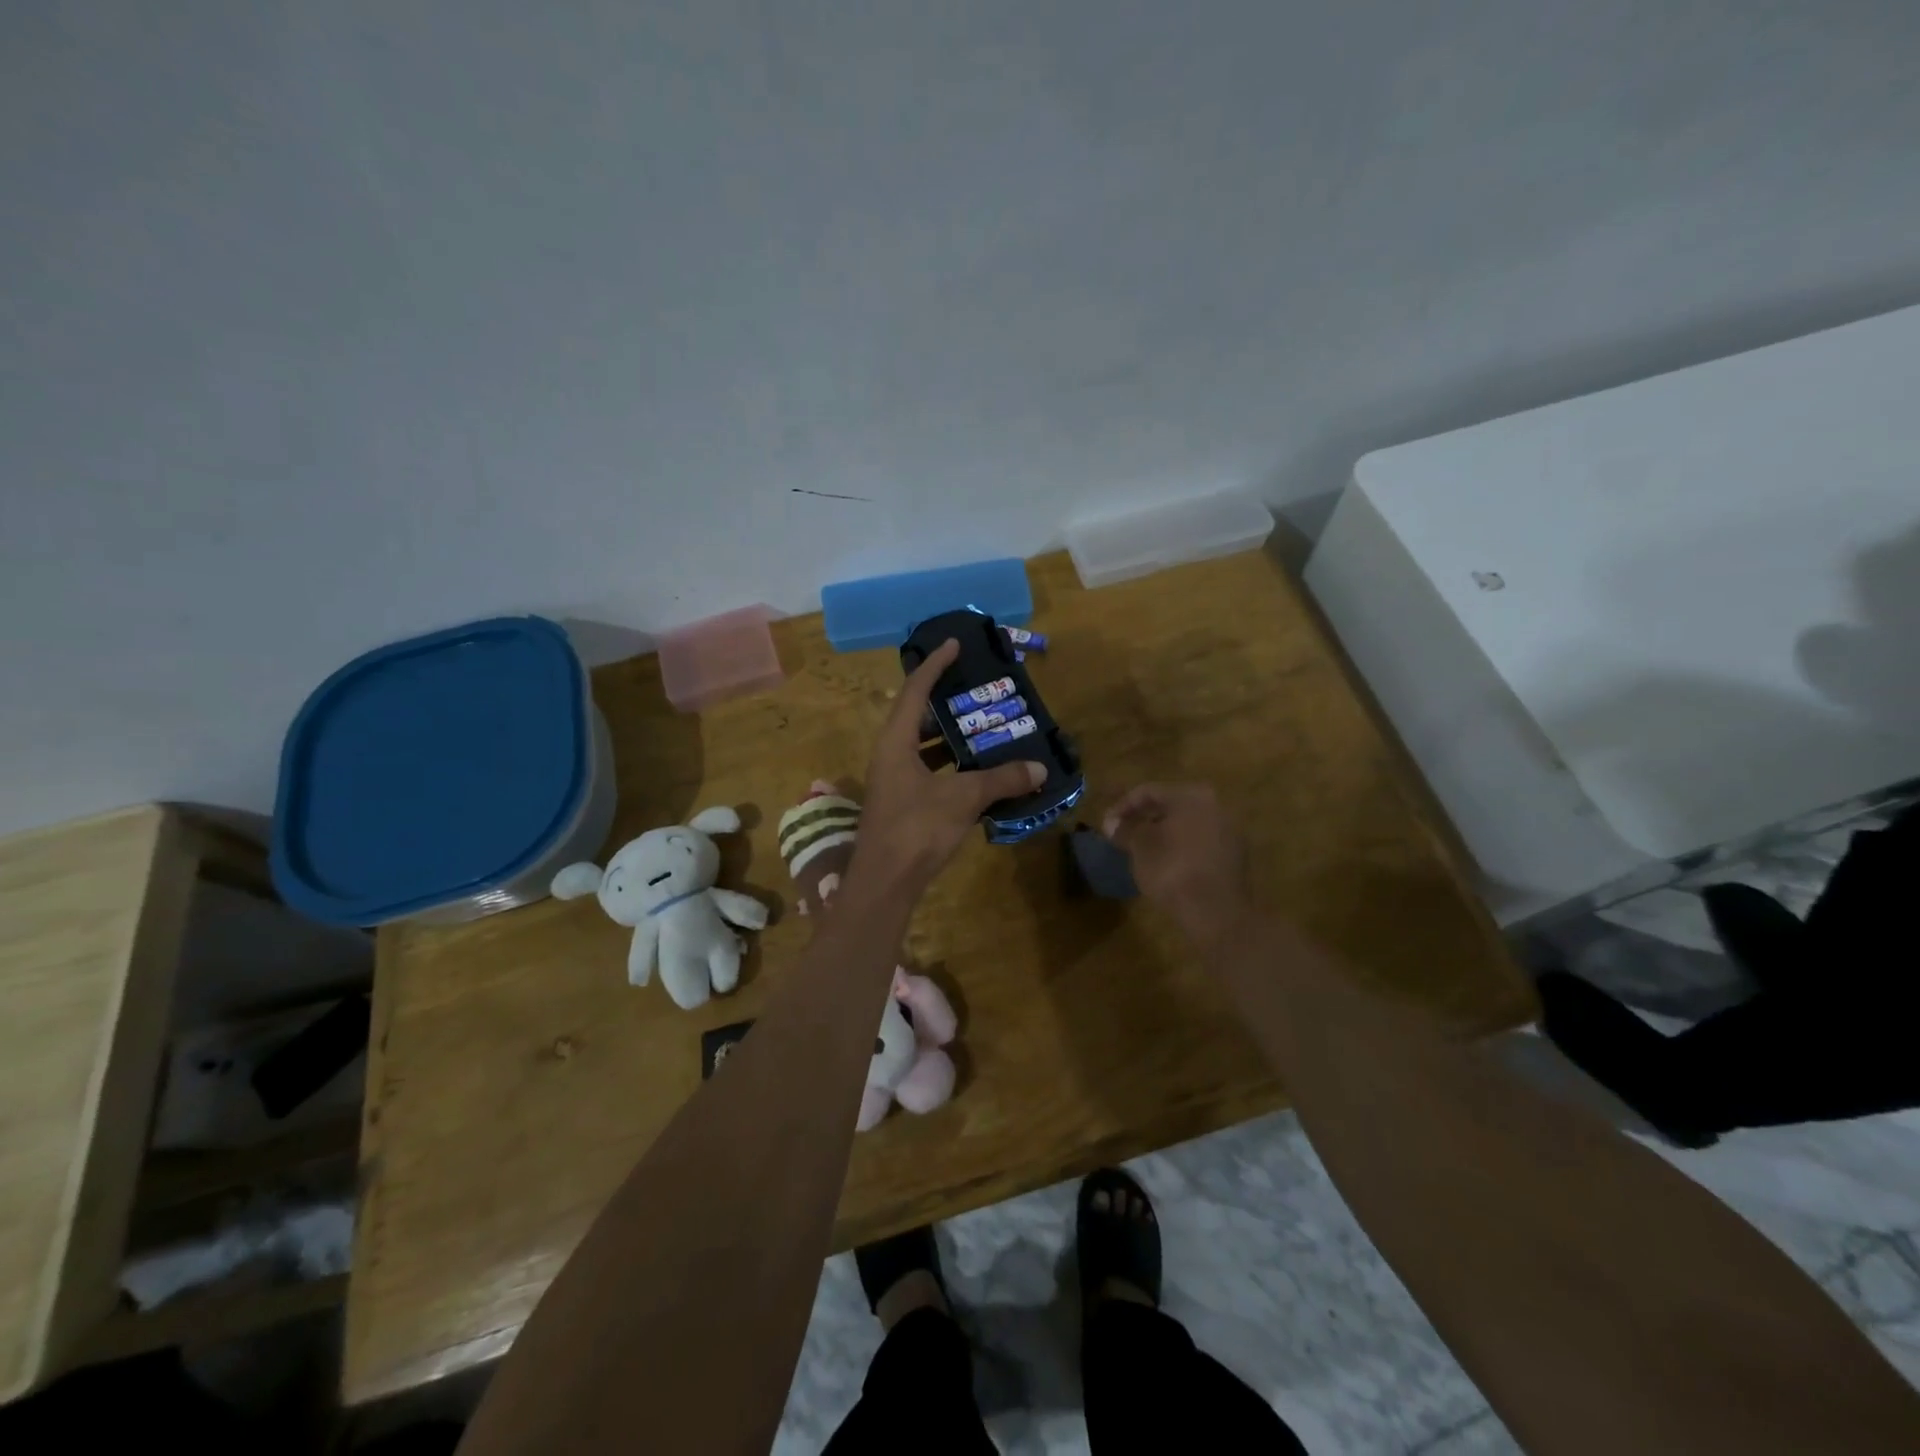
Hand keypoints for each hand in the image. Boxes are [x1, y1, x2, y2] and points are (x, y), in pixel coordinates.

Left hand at [853, 639, 1045, 895]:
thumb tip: (1038, 768)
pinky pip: (929, 772)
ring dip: (951, 738)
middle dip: (947, 703)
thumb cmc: (917, 829)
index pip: (915, 690)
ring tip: (984, 728)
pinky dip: (951, 767)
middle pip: (917, 717)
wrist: (885, 883)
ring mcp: (894, 781)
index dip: (935, 665)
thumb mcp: (963, 798)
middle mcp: (890, 755)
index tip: (955, 644)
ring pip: (923, 747)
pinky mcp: (902, 804)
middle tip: (978, 692)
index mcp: (895, 742)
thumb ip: (1001, 779)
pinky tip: (978, 773)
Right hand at [1103, 783, 1250, 940]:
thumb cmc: (1172, 870)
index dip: (1122, 806)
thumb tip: (1111, 823)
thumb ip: (1124, 830)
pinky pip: (1201, 841)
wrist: (1216, 912)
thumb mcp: (1139, 848)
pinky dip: (1182, 845)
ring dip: (1163, 832)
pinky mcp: (1236, 854)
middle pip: (1171, 805)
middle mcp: (1215, 805)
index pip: (1148, 792)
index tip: (1106, 824)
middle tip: (1123, 832)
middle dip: (1144, 817)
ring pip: (1188, 823)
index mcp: (1191, 796)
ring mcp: (1229, 829)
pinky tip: (1167, 861)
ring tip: (1142, 848)